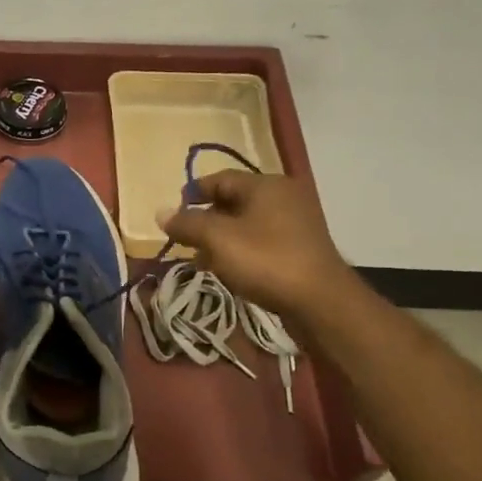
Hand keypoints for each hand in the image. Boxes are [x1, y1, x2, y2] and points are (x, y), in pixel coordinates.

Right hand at [158, 171, 352, 322]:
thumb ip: (187, 223)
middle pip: (234, 200)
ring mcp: (296, 223)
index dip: (193, 193)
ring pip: (247, 223)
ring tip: (201, 259)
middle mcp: (284, 197)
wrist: (321, 301)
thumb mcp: (218, 239)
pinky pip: (262, 240)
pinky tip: (227, 270)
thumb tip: (161, 212)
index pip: (221, 178)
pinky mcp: (301, 248)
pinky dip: (240, 249)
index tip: (174, 212)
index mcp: (266, 185)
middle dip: (205, 219)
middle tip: (185, 239)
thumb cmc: (266, 261)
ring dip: (221, 238)